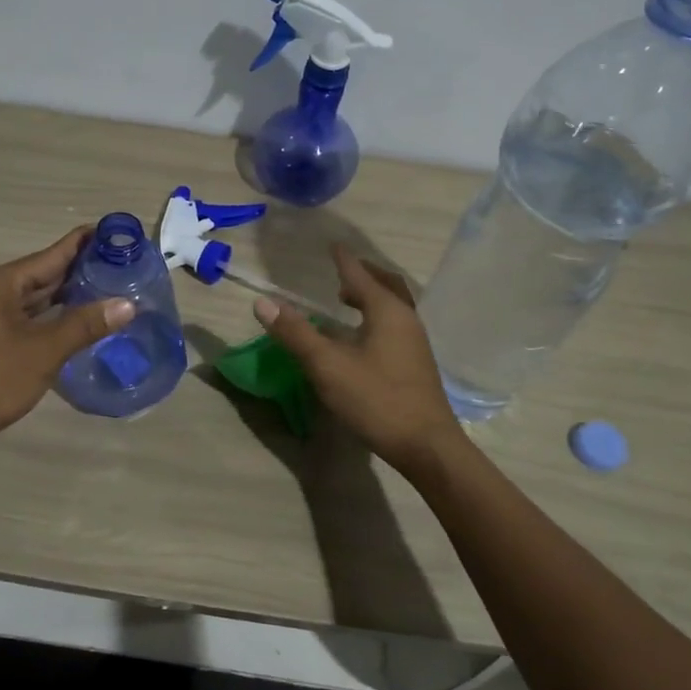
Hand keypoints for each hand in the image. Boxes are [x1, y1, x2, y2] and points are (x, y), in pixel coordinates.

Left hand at [0, 226, 134, 452]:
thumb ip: (84, 325)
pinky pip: (30, 318)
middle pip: (47, 273)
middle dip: (83, 270)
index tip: (119, 232)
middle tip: (127, 265)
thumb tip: (127, 303)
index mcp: (3, 282)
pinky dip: (55, 317)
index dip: (86, 242)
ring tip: (112, 289)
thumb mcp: (41, 352)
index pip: (54, 253)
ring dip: (71, 295)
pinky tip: (80, 322)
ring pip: (38, 298)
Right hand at [252, 244, 462, 471]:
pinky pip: (396, 323)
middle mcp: (406, 319)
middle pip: (386, 284)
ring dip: (371, 295)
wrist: (427, 446)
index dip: (342, 259)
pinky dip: (377, 315)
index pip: (359, 274)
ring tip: (346, 300)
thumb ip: (296, 333)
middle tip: (340, 270)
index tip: (331, 244)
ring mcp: (415, 342)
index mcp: (387, 311)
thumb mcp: (328, 366)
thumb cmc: (377, 400)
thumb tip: (264, 302)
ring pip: (394, 305)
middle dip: (363, 273)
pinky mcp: (416, 363)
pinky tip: (362, 336)